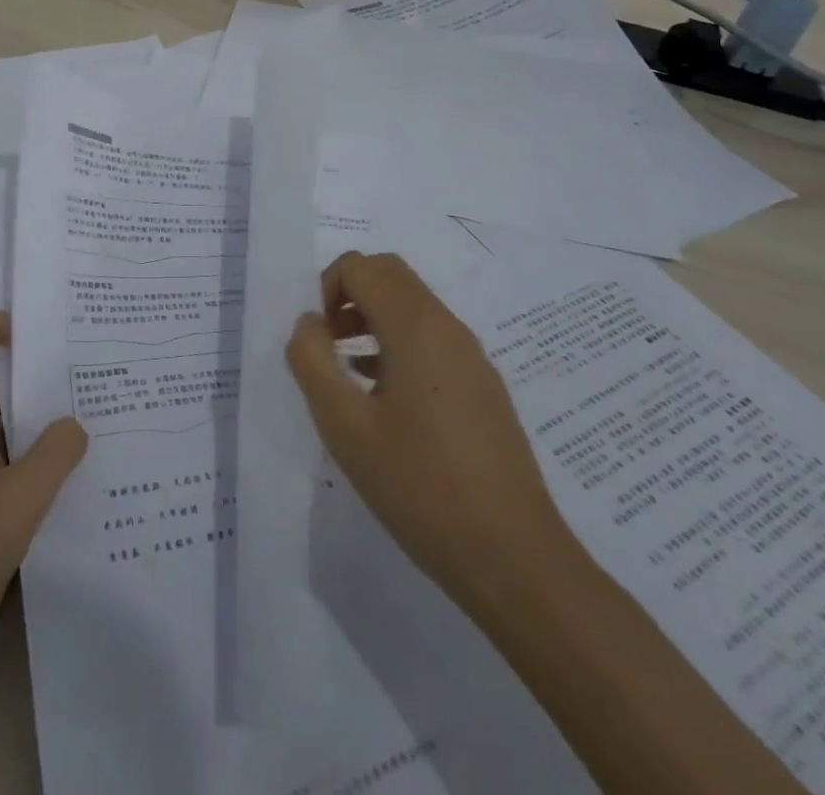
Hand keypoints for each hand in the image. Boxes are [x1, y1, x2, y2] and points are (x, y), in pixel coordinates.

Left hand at [0, 311, 87, 717]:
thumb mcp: (18, 504)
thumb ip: (54, 455)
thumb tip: (76, 422)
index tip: (29, 327)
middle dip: (31, 371)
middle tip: (84, 366)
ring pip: (0, 424)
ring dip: (37, 415)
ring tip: (89, 412)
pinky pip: (3, 459)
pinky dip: (33, 454)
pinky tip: (70, 470)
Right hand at [285, 251, 572, 611]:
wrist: (515, 559)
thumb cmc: (421, 487)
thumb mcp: (346, 427)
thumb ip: (313, 362)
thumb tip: (309, 323)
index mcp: (416, 327)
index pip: (361, 267)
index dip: (326, 288)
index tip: (317, 340)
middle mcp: (448, 327)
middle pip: (390, 275)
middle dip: (349, 295)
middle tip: (328, 345)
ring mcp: (472, 357)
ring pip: (413, 307)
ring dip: (372, 319)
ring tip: (347, 374)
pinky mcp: (483, 386)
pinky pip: (432, 339)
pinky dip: (398, 344)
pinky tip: (383, 400)